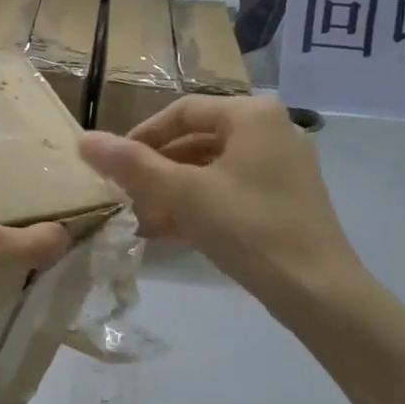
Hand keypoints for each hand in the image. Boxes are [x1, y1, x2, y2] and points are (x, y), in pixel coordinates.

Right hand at [77, 96, 362, 303]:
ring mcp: (284, 167)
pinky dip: (200, 205)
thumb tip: (85, 140)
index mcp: (252, 115)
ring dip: (174, 191)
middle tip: (125, 195)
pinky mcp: (287, 199)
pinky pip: (232, 190)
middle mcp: (273, 130)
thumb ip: (132, 165)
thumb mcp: (183, 194)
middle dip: (157, 169)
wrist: (319, 292)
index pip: (182, 111)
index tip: (113, 165)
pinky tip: (171, 232)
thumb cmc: (249, 228)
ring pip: (213, 169)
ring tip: (142, 218)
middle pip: (198, 140)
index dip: (142, 135)